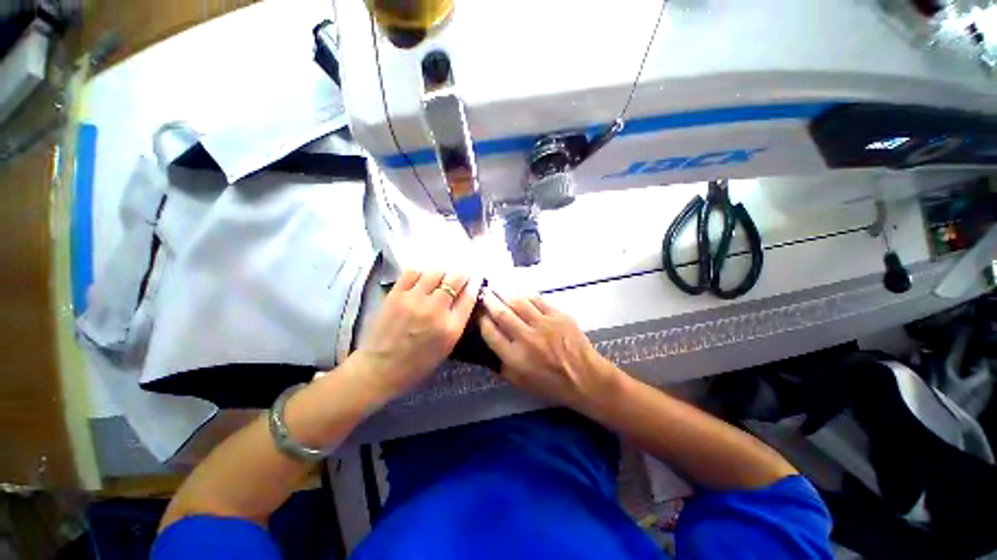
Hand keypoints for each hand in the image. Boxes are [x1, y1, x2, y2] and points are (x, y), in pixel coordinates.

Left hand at [351, 270, 480, 397]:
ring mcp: (414, 300)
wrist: (381, 368)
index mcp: (451, 328)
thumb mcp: (447, 346)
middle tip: (459, 276)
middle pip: (455, 280)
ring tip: (439, 279)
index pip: (469, 296)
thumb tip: (465, 297)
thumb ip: (458, 321)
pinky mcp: (396, 295)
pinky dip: (420, 273)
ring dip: (441, 274)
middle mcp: (435, 310)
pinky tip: (420, 279)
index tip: (473, 282)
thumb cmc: (418, 363)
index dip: (474, 286)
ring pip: (435, 273)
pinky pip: (412, 273)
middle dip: (460, 275)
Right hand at [478, 289, 617, 409]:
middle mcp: (527, 338)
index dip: (482, 321)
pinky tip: (520, 292)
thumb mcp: (520, 383)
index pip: (491, 333)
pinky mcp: (558, 315)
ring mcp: (544, 324)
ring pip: (519, 303)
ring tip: (496, 286)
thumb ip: (501, 366)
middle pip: (502, 314)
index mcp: (515, 358)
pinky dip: (526, 295)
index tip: (479, 314)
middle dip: (489, 301)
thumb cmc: (551, 384)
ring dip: (505, 293)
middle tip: (483, 292)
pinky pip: (538, 300)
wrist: (585, 378)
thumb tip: (487, 348)